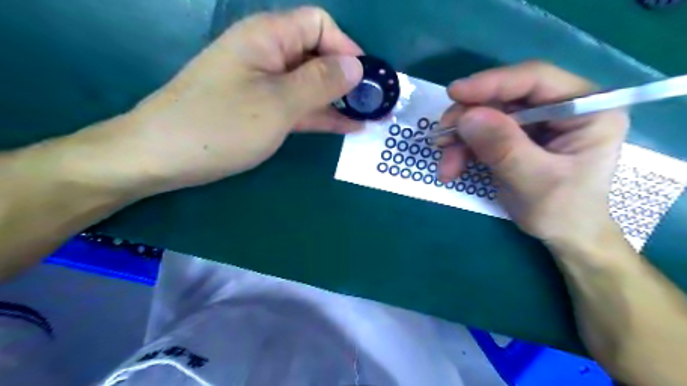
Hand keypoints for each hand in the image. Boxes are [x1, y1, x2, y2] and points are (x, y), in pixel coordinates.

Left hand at [118, 7, 364, 195]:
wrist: (163, 157)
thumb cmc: (221, 125)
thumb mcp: (277, 104)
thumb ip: (319, 82)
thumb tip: (356, 65)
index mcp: (268, 37)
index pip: (320, 25)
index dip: (347, 48)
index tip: (366, 80)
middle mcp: (267, 54)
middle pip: (317, 55)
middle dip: (347, 77)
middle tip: (374, 104)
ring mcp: (264, 84)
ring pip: (310, 84)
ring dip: (338, 99)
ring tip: (368, 117)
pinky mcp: (262, 109)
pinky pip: (299, 106)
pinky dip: (321, 115)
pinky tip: (346, 127)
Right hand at [440, 61, 625, 246]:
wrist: (564, 235)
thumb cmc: (563, 211)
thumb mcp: (534, 181)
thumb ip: (503, 147)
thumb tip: (466, 117)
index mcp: (587, 108)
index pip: (536, 79)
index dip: (492, 83)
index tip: (455, 93)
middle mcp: (561, 107)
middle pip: (504, 98)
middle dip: (468, 119)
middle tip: (442, 138)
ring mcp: (536, 122)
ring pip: (487, 117)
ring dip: (460, 140)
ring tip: (446, 167)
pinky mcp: (517, 136)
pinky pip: (481, 134)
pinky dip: (462, 150)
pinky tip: (452, 169)